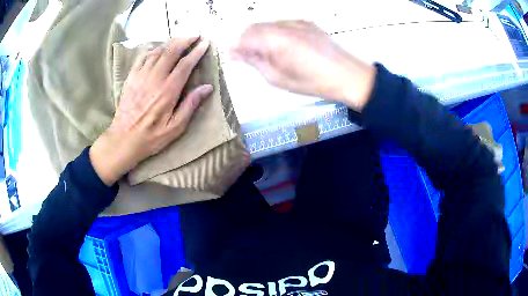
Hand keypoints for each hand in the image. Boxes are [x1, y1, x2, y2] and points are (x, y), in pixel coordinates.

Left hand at [90, 37, 212, 185]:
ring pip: (157, 51)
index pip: (185, 64)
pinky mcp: (131, 78)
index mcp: (168, 91)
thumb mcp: (175, 128)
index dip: (196, 52)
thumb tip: (207, 87)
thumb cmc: (151, 137)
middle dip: (185, 40)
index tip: (205, 43)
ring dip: (170, 43)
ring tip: (179, 40)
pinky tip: (158, 49)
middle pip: (171, 51)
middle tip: (194, 36)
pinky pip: (143, 57)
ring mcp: (141, 76)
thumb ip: (190, 105)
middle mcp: (155, 79)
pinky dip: (152, 50)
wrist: (123, 139)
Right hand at [231, 20, 375, 110]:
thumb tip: (237, 53)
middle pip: (254, 27)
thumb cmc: (312, 82)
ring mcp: (296, 22)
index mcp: (275, 40)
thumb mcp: (278, 78)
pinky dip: (275, 32)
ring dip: (261, 36)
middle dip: (247, 41)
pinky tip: (285, 46)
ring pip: (267, 24)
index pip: (245, 37)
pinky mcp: (306, 22)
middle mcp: (283, 26)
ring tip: (270, 54)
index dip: (237, 48)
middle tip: (251, 58)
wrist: (346, 75)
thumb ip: (255, 62)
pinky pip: (282, 24)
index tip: (234, 57)